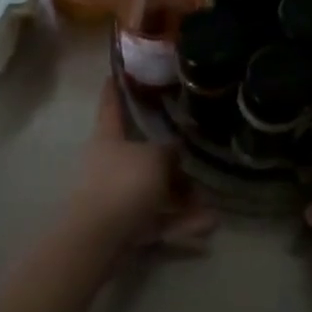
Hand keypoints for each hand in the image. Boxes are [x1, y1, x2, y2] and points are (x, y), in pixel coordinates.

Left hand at [65, 82, 217, 250]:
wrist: (99, 238)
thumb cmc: (124, 184)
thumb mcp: (155, 158)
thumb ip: (168, 151)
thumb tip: (174, 152)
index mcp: (108, 139)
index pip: (110, 107)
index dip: (114, 90)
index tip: (115, 73)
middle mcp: (110, 164)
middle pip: (143, 156)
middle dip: (172, 163)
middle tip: (195, 163)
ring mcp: (117, 197)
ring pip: (155, 192)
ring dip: (183, 200)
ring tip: (211, 209)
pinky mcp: (126, 226)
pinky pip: (158, 219)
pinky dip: (180, 222)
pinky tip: (208, 226)